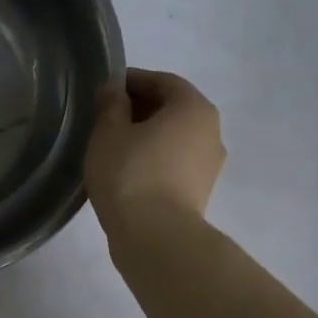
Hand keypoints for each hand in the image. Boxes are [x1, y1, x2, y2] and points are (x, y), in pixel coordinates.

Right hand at [85, 68, 225, 240]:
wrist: (155, 237)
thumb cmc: (130, 174)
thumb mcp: (108, 133)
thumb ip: (110, 105)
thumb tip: (113, 91)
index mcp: (194, 108)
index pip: (163, 81)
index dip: (132, 81)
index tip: (106, 90)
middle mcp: (211, 131)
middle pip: (173, 109)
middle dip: (140, 108)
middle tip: (106, 118)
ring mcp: (209, 165)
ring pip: (174, 138)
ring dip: (147, 136)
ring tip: (114, 147)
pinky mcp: (199, 192)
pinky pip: (174, 164)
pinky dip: (153, 159)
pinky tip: (127, 171)